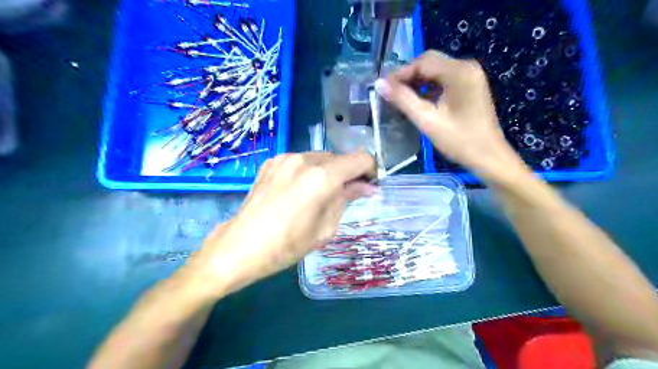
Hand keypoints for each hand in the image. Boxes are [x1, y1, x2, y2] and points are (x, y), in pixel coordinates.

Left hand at [187, 151, 371, 295]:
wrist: (241, 246)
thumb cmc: (288, 245)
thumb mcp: (325, 227)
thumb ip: (347, 199)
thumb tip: (366, 187)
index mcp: (322, 177)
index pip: (360, 159)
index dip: (369, 171)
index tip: (366, 186)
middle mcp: (305, 159)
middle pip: (339, 158)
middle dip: (346, 174)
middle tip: (340, 196)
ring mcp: (285, 157)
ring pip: (319, 158)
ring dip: (326, 172)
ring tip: (315, 195)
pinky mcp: (272, 161)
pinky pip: (300, 161)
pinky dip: (307, 171)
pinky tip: (297, 191)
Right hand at [378, 50, 527, 179]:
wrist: (488, 156)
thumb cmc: (459, 140)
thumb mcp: (427, 120)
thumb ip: (403, 99)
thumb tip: (379, 84)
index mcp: (459, 72)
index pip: (422, 62)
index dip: (400, 73)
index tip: (383, 88)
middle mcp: (466, 67)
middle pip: (429, 62)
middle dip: (408, 76)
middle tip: (390, 93)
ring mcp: (470, 76)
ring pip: (435, 70)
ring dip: (417, 82)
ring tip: (400, 98)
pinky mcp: (469, 86)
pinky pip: (443, 79)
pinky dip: (428, 87)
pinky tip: (418, 101)